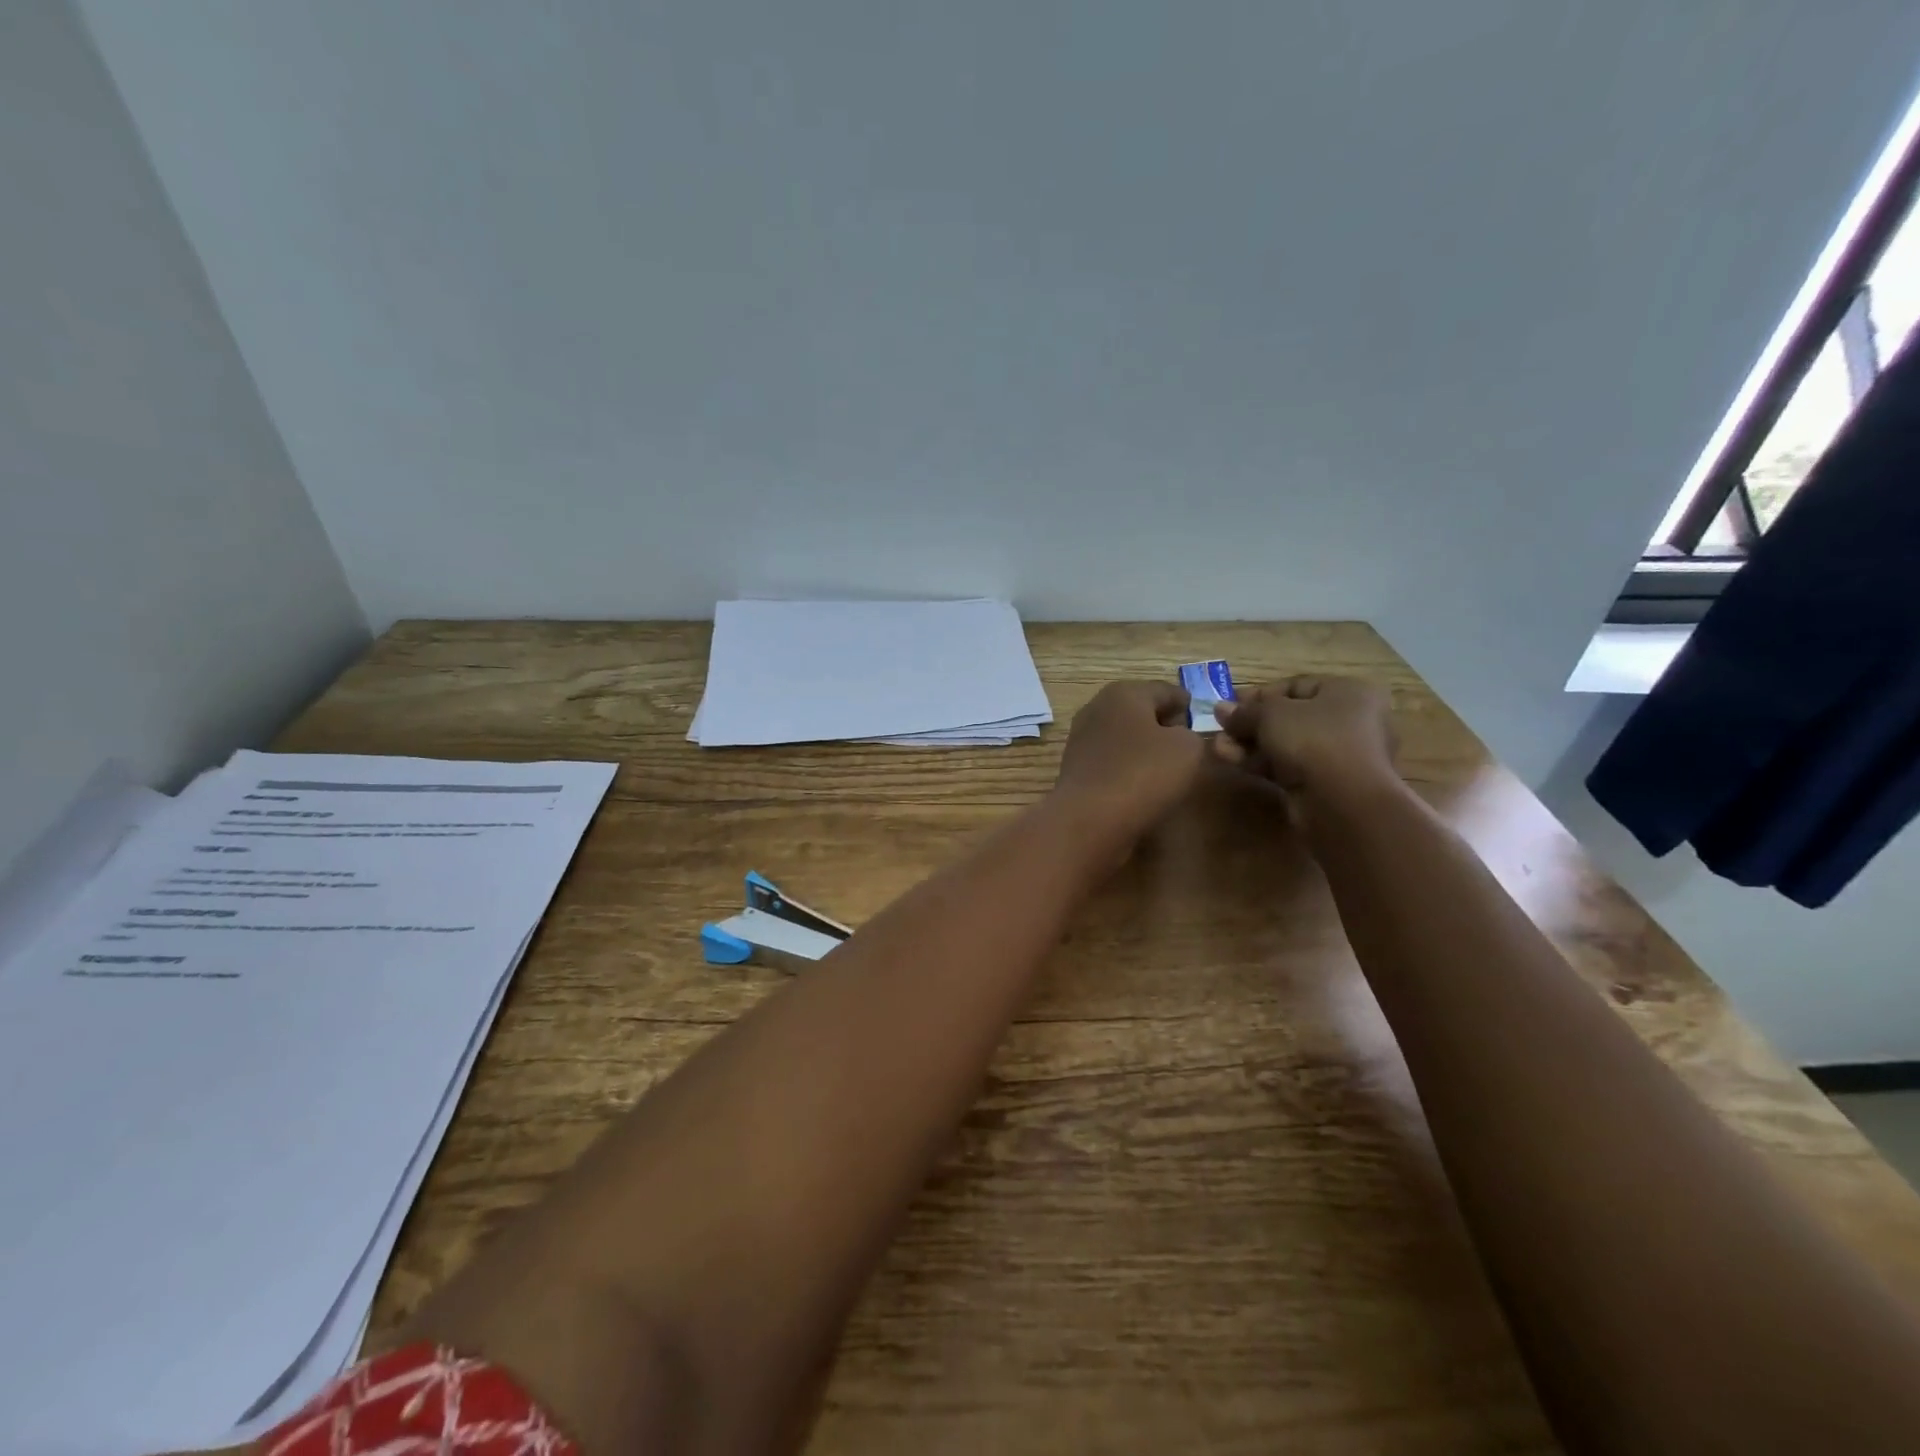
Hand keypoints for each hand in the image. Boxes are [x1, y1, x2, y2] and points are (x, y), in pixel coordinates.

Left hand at [1052, 681, 1206, 845]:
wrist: (1089, 818)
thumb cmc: (1143, 774)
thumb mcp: (1188, 749)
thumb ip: (1191, 734)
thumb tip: (1177, 737)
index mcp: (1125, 692)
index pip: (1165, 690)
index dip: (1187, 705)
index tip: (1200, 721)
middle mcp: (1097, 707)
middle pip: (1140, 710)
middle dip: (1163, 724)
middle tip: (1186, 745)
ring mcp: (1081, 737)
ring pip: (1123, 735)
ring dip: (1143, 746)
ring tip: (1165, 767)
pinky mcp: (1075, 766)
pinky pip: (1110, 758)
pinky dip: (1126, 765)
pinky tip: (1139, 783)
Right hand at [1212, 676, 1398, 804]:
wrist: (1343, 802)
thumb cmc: (1314, 739)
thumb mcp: (1271, 714)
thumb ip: (1244, 711)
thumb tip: (1220, 708)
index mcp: (1348, 693)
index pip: (1297, 686)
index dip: (1260, 694)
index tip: (1230, 703)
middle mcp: (1349, 721)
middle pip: (1288, 717)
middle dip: (1249, 723)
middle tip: (1220, 727)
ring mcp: (1337, 756)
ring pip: (1285, 744)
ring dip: (1248, 744)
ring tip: (1217, 747)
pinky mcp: (1323, 784)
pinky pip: (1287, 767)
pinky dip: (1259, 762)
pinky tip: (1230, 760)